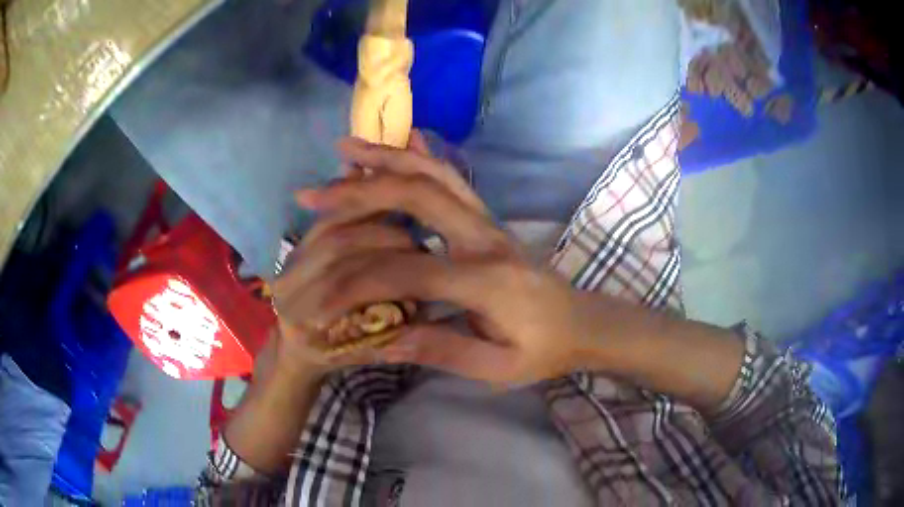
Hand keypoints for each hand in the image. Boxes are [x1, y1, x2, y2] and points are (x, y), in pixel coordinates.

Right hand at [292, 135, 589, 385]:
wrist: (582, 324)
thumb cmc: (543, 352)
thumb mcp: (497, 368)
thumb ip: (443, 350)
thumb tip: (382, 339)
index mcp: (487, 282)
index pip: (407, 270)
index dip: (357, 282)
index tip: (319, 296)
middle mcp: (486, 239)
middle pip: (418, 196)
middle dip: (359, 192)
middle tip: (315, 193)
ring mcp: (489, 221)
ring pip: (435, 174)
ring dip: (387, 158)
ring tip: (346, 150)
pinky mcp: (489, 218)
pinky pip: (453, 177)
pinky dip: (423, 155)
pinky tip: (402, 138)